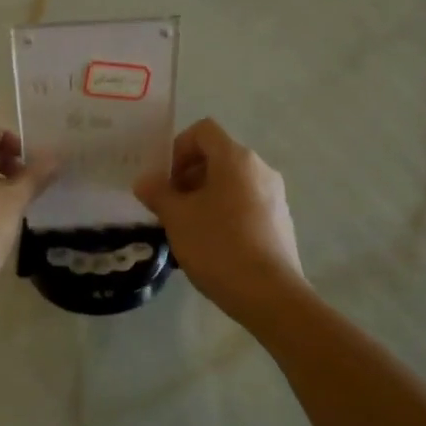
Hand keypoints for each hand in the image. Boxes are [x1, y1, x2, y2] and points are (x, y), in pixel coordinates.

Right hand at [134, 118, 305, 324]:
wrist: (269, 293)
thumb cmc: (218, 246)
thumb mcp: (177, 218)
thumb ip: (157, 193)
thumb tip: (145, 181)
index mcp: (235, 158)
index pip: (202, 131)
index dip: (177, 148)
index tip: (164, 181)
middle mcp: (260, 168)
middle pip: (217, 157)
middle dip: (188, 177)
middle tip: (170, 207)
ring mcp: (274, 195)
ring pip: (231, 183)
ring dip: (205, 197)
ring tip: (188, 228)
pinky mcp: (280, 220)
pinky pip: (246, 204)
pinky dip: (225, 213)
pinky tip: (212, 245)